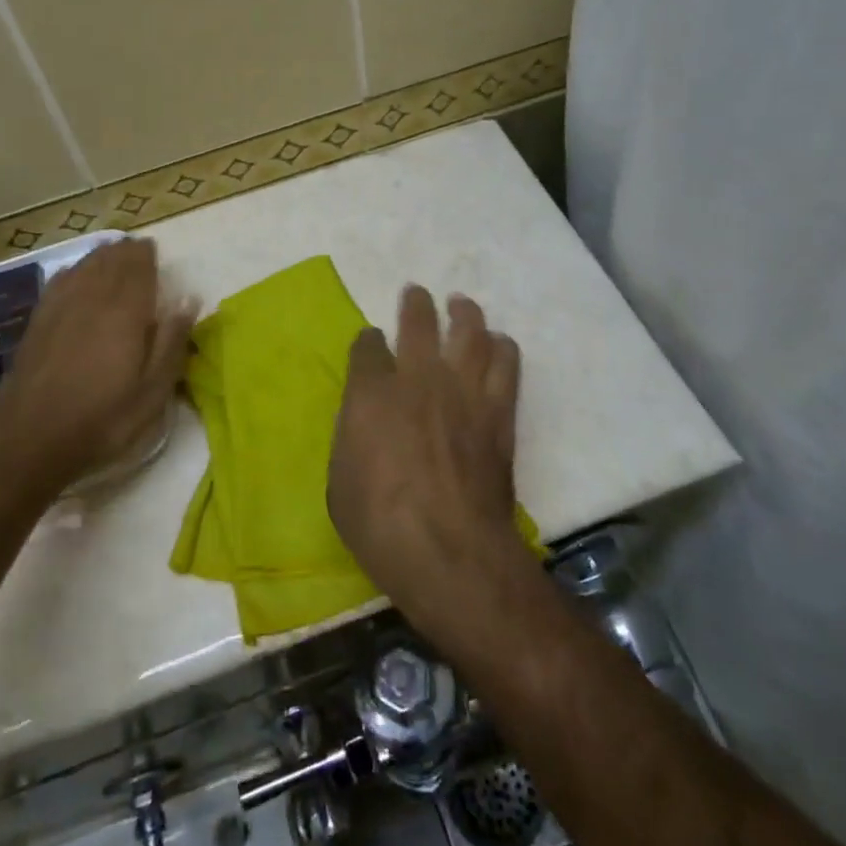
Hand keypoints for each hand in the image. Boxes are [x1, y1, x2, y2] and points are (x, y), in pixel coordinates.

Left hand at [0, 238, 195, 497]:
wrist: (30, 439)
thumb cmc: (103, 418)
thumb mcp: (153, 390)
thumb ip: (173, 340)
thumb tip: (188, 298)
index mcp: (126, 309)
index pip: (138, 264)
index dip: (147, 254)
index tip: (155, 253)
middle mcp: (93, 295)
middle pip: (111, 258)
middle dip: (126, 252)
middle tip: (139, 254)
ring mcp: (61, 305)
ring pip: (85, 265)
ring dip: (102, 257)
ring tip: (113, 258)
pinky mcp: (38, 319)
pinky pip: (61, 279)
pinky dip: (76, 271)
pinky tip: (78, 276)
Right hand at [327, 286, 524, 620]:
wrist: (450, 552)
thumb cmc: (380, 524)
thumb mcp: (340, 481)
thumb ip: (352, 436)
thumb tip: (363, 422)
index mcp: (371, 392)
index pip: (368, 346)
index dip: (368, 341)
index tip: (371, 342)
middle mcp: (417, 378)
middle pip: (418, 322)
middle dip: (416, 303)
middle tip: (417, 293)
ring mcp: (462, 391)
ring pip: (468, 332)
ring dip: (464, 313)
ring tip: (462, 305)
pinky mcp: (497, 413)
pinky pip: (505, 365)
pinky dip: (502, 349)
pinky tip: (500, 345)